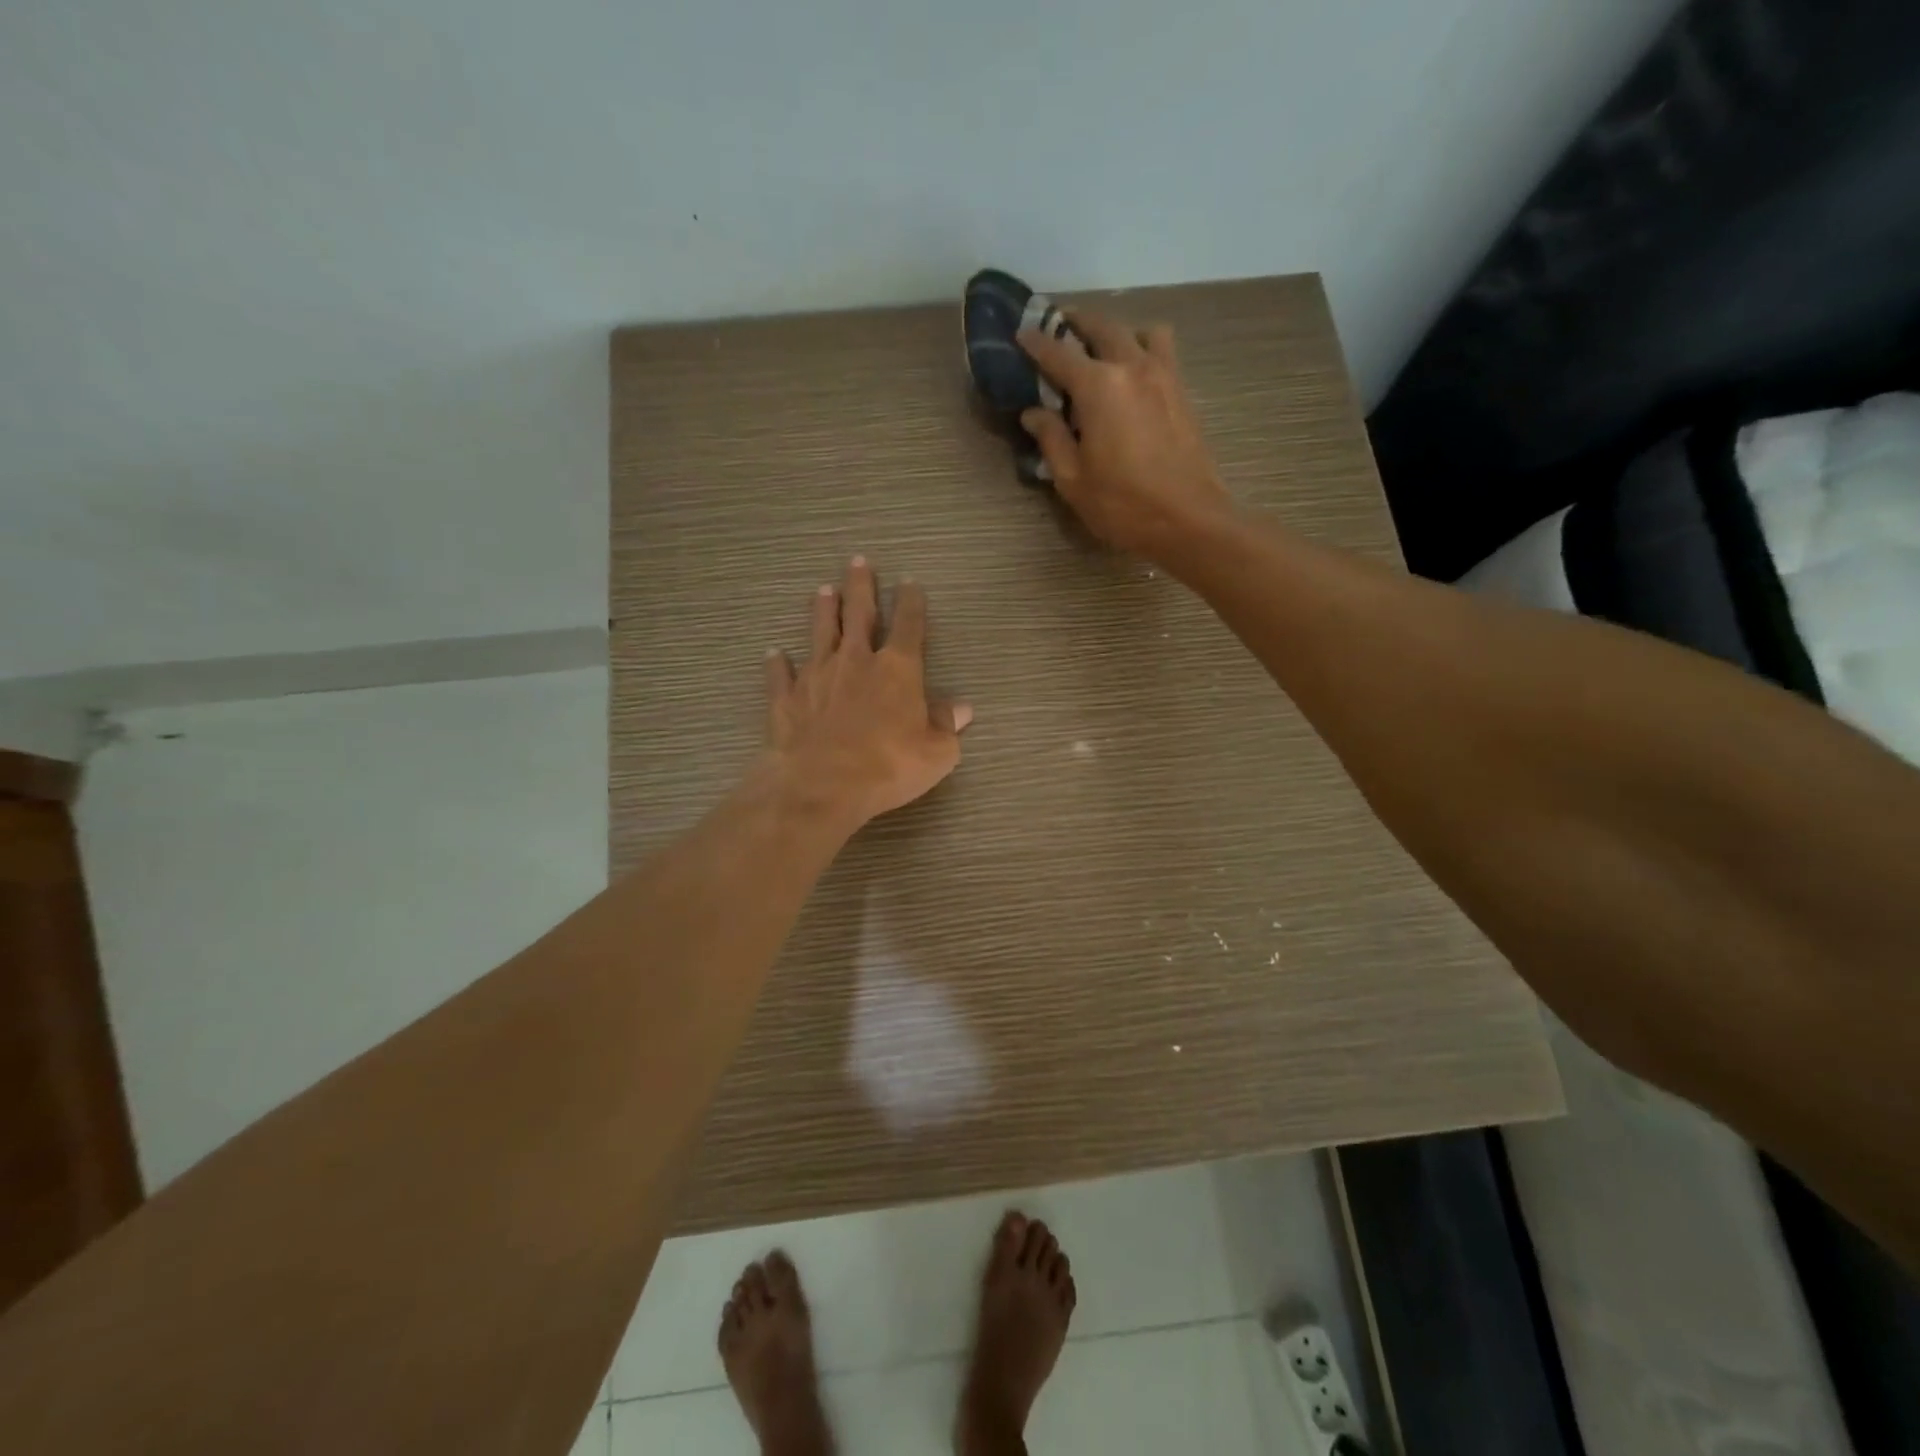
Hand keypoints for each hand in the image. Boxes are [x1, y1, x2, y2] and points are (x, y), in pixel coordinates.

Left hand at [761, 555, 972, 831]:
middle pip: (859, 614)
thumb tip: (960, 708)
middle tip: (857, 561)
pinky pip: (782, 675)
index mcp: (897, 669)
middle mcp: (856, 661)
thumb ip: (946, 725)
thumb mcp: (936, 752)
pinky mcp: (787, 698)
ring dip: (823, 610)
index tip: (909, 582)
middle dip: (861, 587)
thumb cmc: (888, 766)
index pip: (908, 625)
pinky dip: (778, 663)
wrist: (821, 784)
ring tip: (823, 589)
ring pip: (820, 633)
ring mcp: (817, 676)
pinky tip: (773, 653)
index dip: (911, 602)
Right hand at [1018, 309, 1234, 556]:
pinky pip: (1163, 352)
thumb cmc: (1123, 505)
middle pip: (1102, 327)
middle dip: (1077, 323)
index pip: (1058, 354)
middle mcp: (1132, 367)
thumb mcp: (1073, 479)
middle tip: (1060, 327)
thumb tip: (1034, 413)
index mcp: (1098, 386)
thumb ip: (1051, 439)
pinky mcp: (1182, 392)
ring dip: (1118, 332)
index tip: (1021, 333)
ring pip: (1140, 331)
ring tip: (1105, 350)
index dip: (1036, 343)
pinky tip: (1133, 374)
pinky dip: (1143, 349)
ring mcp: (1164, 376)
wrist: (1189, 520)